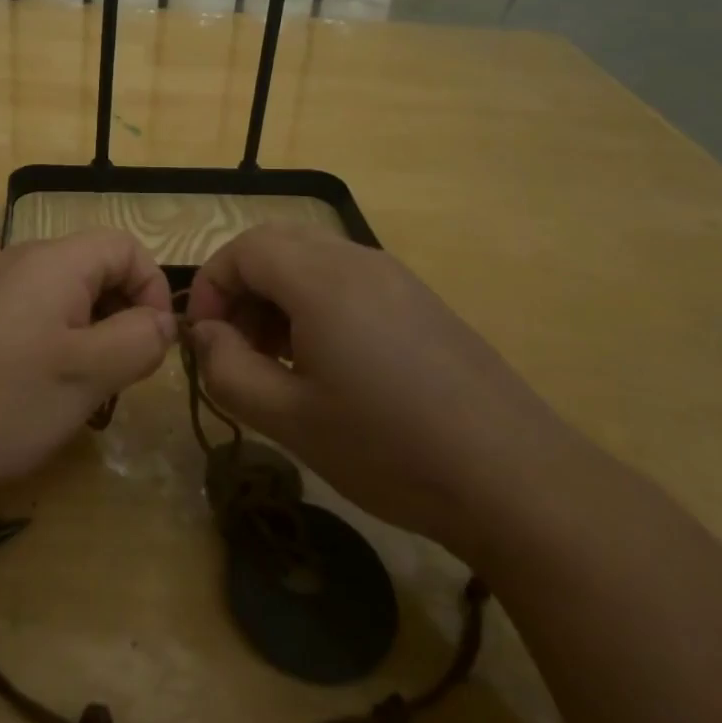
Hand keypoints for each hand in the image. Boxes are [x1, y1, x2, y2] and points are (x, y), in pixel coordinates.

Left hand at [0, 230, 176, 500]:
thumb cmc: (6, 399)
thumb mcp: (90, 373)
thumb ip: (140, 339)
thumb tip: (162, 322)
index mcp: (54, 260)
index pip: (126, 247)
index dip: (153, 289)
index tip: (153, 344)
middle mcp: (22, 261)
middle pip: (96, 268)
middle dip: (123, 315)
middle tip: (122, 372)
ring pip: (67, 296)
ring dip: (92, 334)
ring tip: (87, 387)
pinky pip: (36, 315)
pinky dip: (58, 343)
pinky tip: (45, 389)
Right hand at [185, 224, 574, 557]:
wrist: (515, 478)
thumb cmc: (388, 447)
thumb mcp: (289, 419)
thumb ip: (228, 370)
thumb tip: (207, 336)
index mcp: (321, 279)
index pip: (243, 249)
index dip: (211, 286)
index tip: (205, 339)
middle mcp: (358, 260)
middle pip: (276, 244)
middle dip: (242, 287)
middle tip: (237, 346)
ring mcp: (395, 277)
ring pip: (312, 259)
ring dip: (278, 295)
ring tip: (276, 360)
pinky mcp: (420, 300)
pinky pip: (347, 279)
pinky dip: (315, 304)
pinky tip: (326, 364)